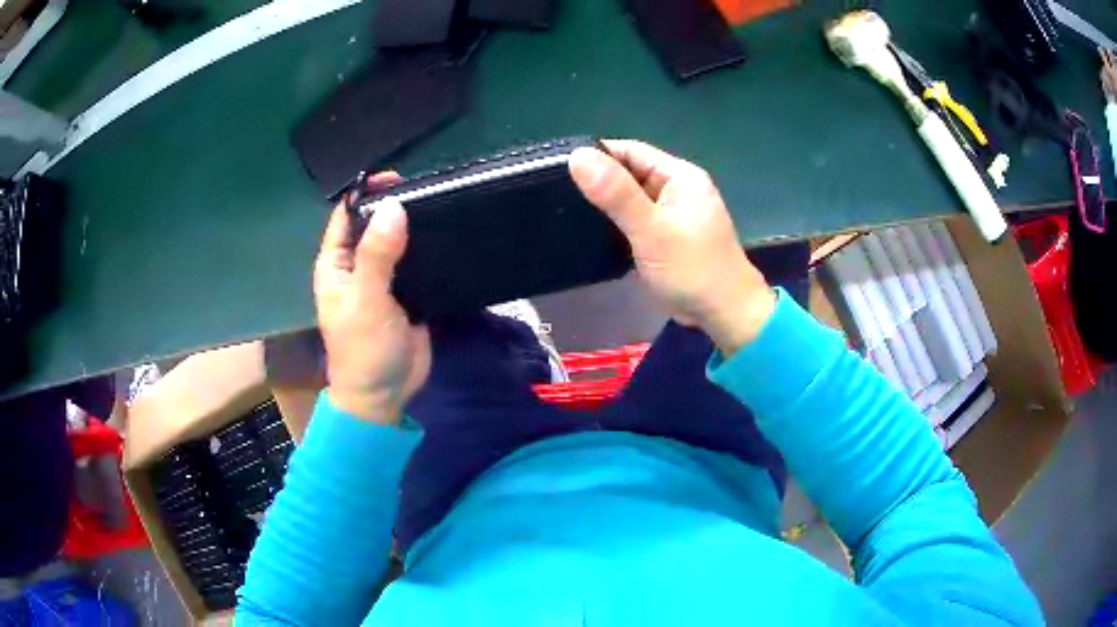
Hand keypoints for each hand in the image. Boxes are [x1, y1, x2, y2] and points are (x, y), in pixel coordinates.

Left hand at [313, 173, 430, 423]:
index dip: (367, 193)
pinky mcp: (406, 293)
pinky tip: (448, 237)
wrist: (384, 394)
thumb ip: (377, 254)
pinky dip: (428, 249)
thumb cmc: (363, 349)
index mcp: (337, 263)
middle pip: (375, 224)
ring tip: (444, 206)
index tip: (398, 178)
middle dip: (396, 207)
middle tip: (430, 190)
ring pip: (397, 241)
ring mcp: (383, 279)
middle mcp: (357, 265)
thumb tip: (394, 207)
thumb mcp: (366, 299)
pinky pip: (416, 263)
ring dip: (415, 226)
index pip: (346, 215)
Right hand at [569, 140, 775, 355]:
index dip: (596, 156)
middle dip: (597, 182)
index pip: (630, 151)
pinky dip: (614, 225)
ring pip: (629, 200)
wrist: (723, 314)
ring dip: (604, 206)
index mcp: (679, 176)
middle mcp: (676, 189)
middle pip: (628, 174)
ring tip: (564, 211)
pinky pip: (634, 222)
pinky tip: (589, 234)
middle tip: (556, 194)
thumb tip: (577, 155)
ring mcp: (671, 214)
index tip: (558, 167)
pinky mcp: (665, 238)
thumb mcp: (651, 229)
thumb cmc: (692, 268)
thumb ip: (616, 193)